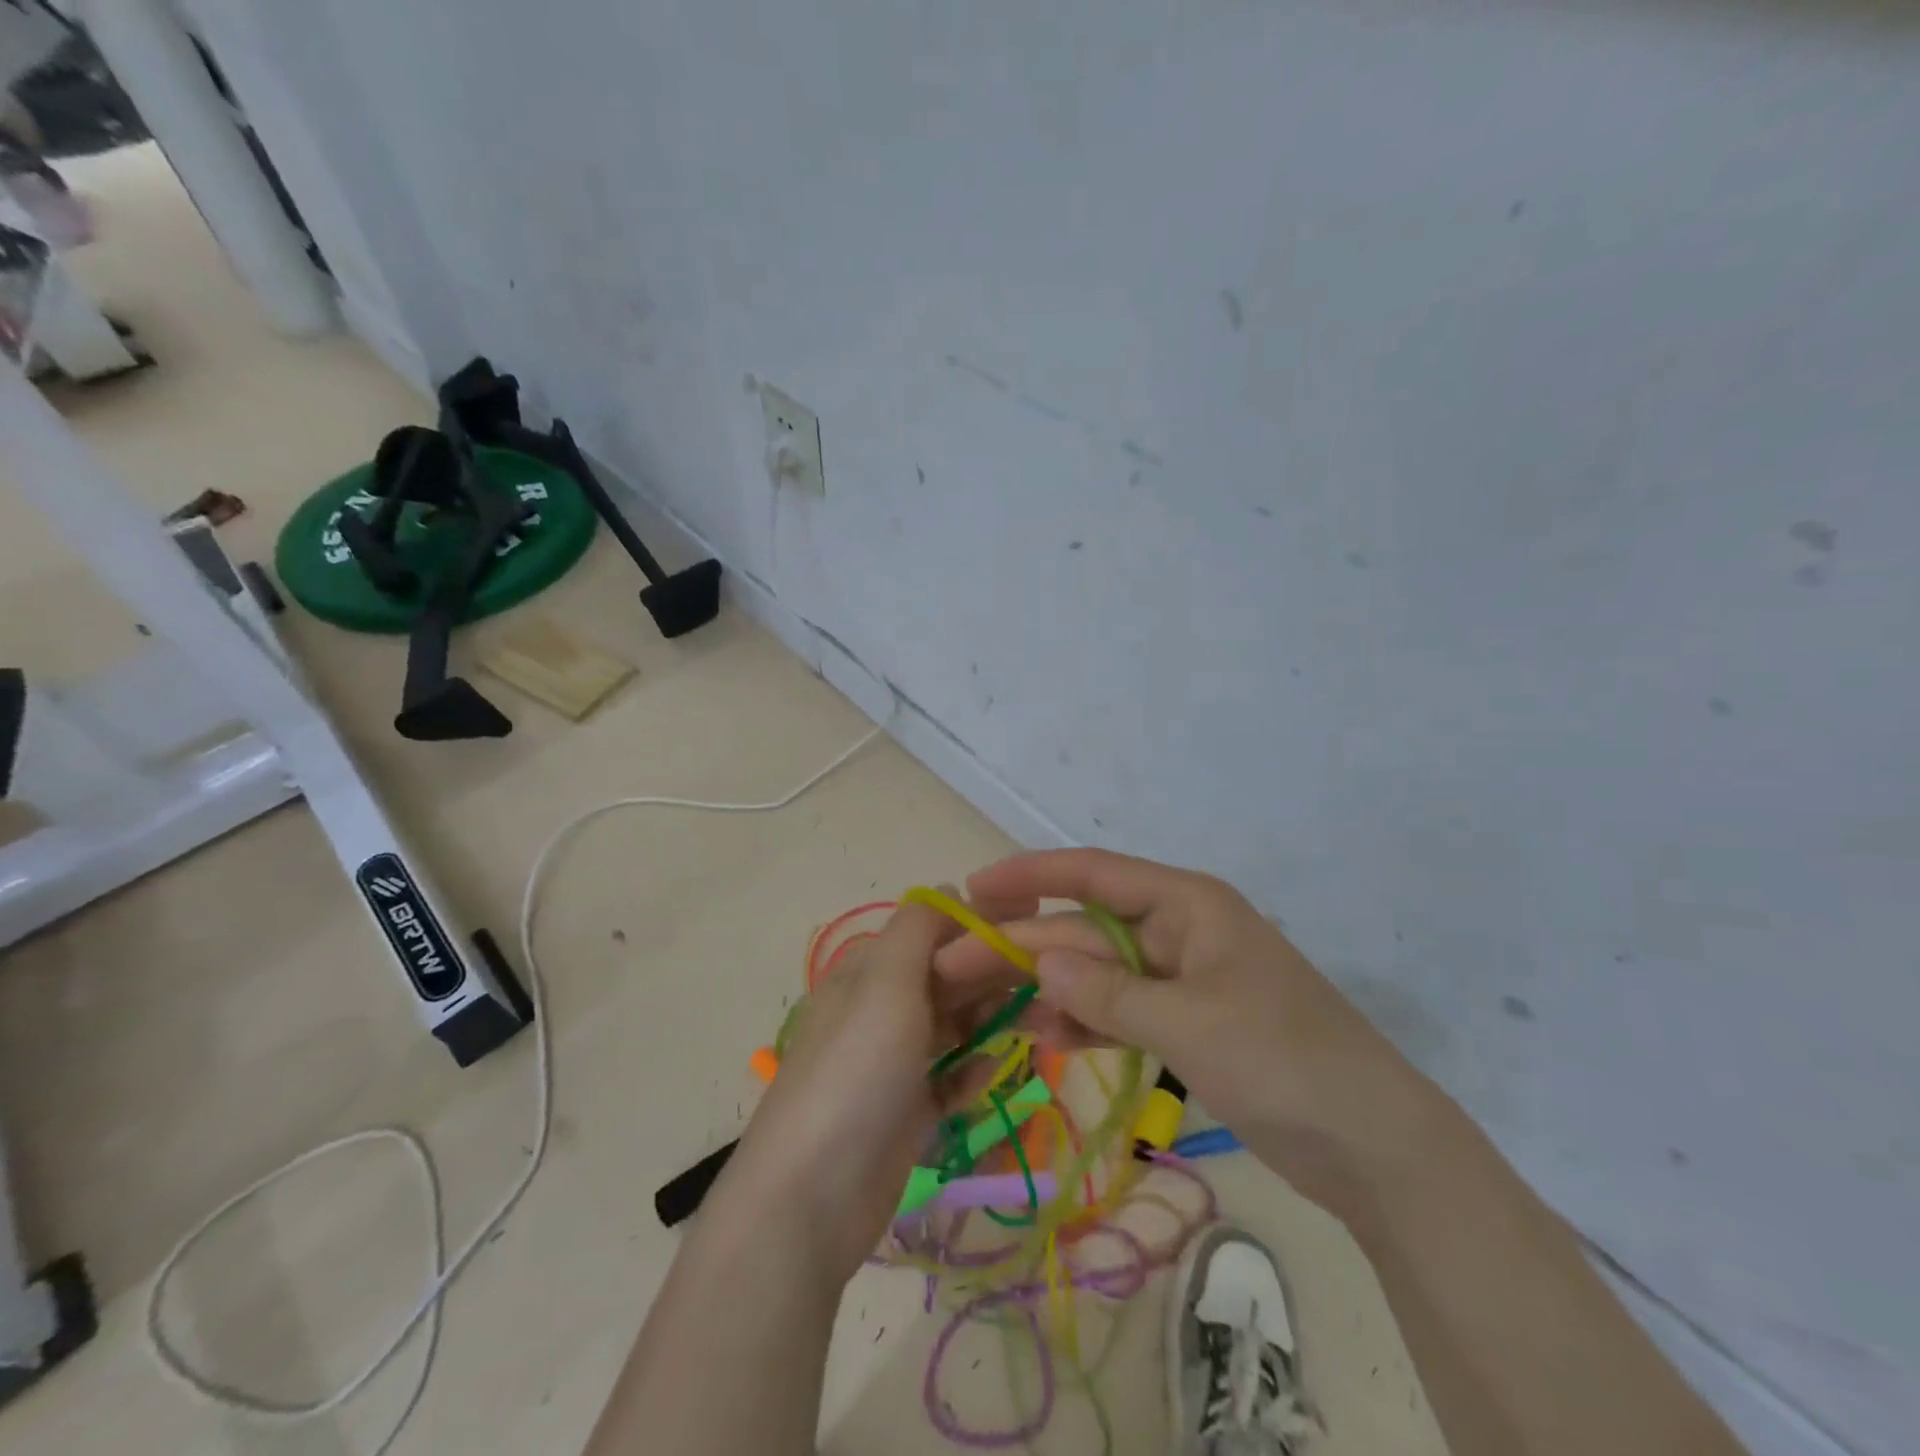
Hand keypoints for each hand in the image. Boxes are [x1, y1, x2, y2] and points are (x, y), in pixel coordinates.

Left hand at [721, 896, 1012, 1282]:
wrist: (810, 1199)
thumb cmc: (855, 1072)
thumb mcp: (885, 983)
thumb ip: (918, 928)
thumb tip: (950, 889)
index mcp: (870, 972)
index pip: (933, 931)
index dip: (981, 922)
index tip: (1035, 920)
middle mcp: (881, 1010)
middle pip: (948, 978)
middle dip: (994, 973)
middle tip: (1049, 979)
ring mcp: (893, 1064)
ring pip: (954, 1027)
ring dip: (992, 1021)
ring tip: (1040, 1022)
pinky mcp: (907, 1113)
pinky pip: (950, 1079)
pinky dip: (973, 1071)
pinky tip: (996, 1073)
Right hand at [936, 849, 1437, 1212]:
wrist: (1375, 1146)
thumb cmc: (1282, 1061)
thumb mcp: (1188, 1023)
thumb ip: (1107, 992)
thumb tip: (1039, 959)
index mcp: (1188, 904)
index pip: (1094, 874)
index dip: (1031, 876)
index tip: (975, 889)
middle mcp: (1180, 930)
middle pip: (1087, 928)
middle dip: (1026, 945)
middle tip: (956, 964)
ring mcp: (1183, 980)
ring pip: (1099, 972)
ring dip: (1048, 986)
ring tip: (985, 1003)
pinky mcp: (1187, 1024)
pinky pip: (1120, 1011)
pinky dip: (1083, 1021)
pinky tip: (1040, 1035)